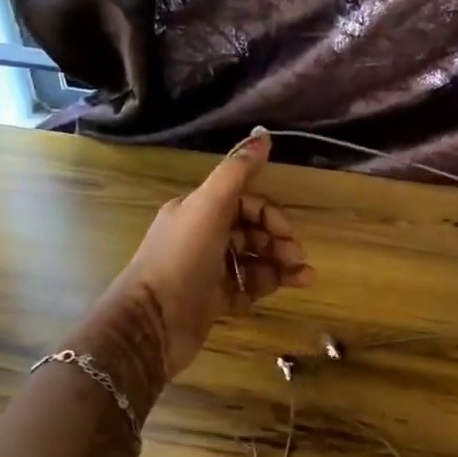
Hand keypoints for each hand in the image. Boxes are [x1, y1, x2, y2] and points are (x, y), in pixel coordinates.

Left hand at [98, 128, 314, 379]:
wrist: (153, 322)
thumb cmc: (182, 258)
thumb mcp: (210, 206)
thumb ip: (237, 171)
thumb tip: (264, 134)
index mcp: (197, 211)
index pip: (244, 203)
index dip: (269, 214)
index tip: (288, 232)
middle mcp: (201, 237)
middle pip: (251, 232)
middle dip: (278, 241)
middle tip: (297, 257)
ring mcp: (207, 271)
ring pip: (253, 260)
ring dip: (280, 265)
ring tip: (304, 277)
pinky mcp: (213, 301)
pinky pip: (247, 287)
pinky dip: (268, 285)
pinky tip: (287, 288)